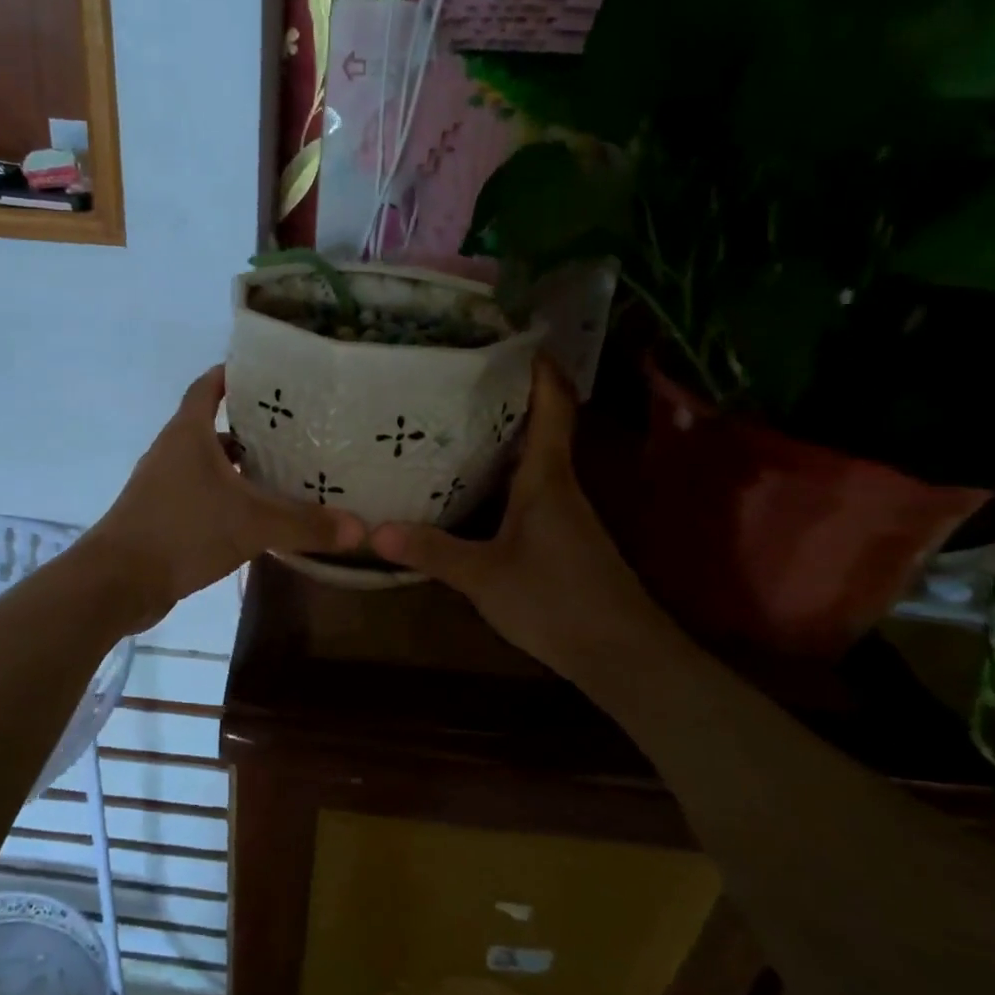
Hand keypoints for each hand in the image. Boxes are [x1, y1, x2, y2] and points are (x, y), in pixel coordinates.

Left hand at [87, 365, 364, 629]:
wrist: (118, 581)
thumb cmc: (182, 531)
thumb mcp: (252, 524)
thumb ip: (305, 524)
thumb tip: (360, 529)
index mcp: (188, 434)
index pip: (208, 387)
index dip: (233, 375)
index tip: (268, 374)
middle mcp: (172, 452)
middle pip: (212, 427)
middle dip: (250, 426)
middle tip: (295, 429)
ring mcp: (163, 485)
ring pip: (207, 465)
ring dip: (239, 466)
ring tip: (283, 472)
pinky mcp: (162, 516)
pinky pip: (201, 495)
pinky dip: (226, 497)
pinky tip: (255, 516)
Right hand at [370, 357, 673, 676]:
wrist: (621, 655)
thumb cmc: (556, 601)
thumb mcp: (484, 577)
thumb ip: (432, 551)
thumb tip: (374, 531)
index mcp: (547, 479)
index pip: (553, 408)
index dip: (539, 370)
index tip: (515, 339)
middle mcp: (560, 486)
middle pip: (540, 427)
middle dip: (507, 399)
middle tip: (458, 379)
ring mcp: (564, 514)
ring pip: (533, 461)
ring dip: (503, 439)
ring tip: (453, 424)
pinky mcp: (561, 539)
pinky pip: (529, 491)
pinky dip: (503, 477)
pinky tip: (472, 488)